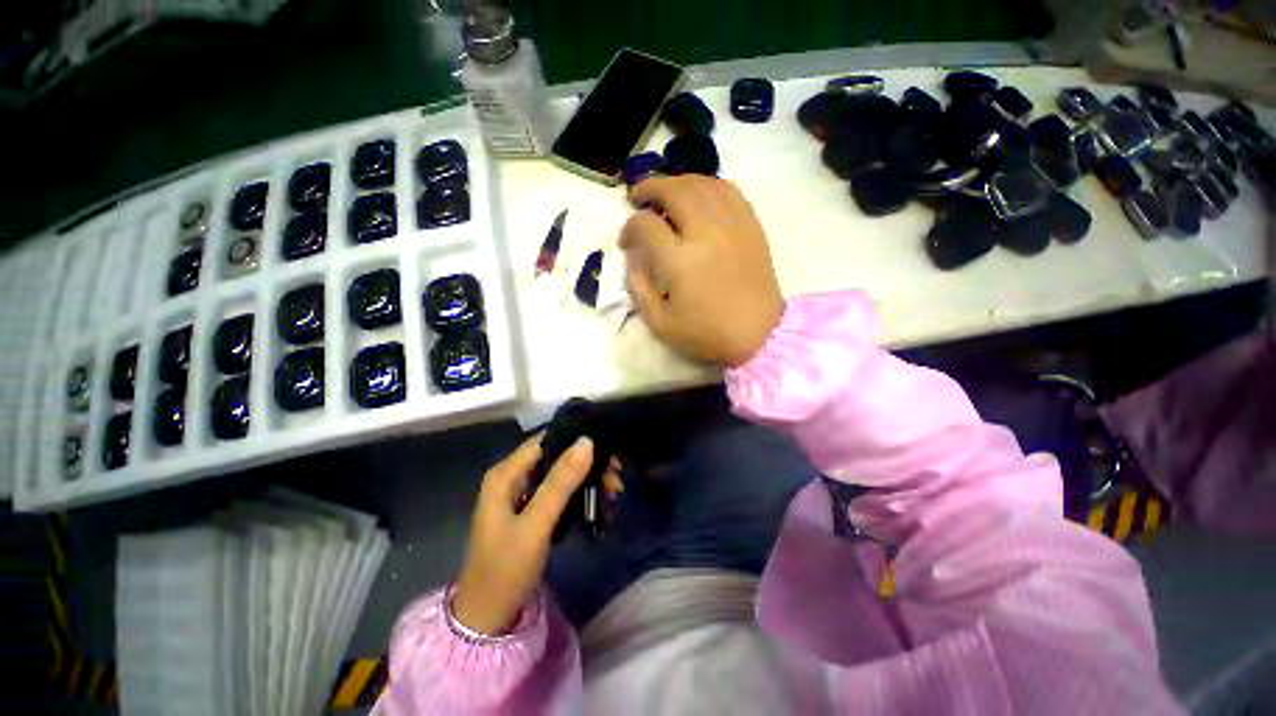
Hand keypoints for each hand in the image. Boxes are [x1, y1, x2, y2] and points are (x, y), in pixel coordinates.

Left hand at [452, 434, 594, 635]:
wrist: (487, 620)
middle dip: (588, 463)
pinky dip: (580, 495)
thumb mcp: (535, 525)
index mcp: (506, 474)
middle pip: (557, 456)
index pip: (546, 439)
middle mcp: (513, 477)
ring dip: (588, 480)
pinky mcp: (532, 512)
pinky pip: (560, 493)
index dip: (576, 438)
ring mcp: (522, 495)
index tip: (608, 444)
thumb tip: (587, 441)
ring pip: (562, 475)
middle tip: (616, 474)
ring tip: (614, 490)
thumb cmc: (505, 570)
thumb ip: (560, 483)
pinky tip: (601, 502)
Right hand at [620, 176, 783, 366]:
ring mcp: (732, 225)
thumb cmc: (707, 334)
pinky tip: (700, 196)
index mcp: (680, 261)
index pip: (646, 224)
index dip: (629, 227)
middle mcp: (705, 233)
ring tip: (666, 193)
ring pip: (702, 183)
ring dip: (678, 182)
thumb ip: (639, 288)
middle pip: (674, 190)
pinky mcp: (751, 226)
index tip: (626, 240)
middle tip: (638, 196)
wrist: (759, 335)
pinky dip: (708, 186)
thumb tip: (633, 258)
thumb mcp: (660, 324)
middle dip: (649, 187)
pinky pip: (729, 191)